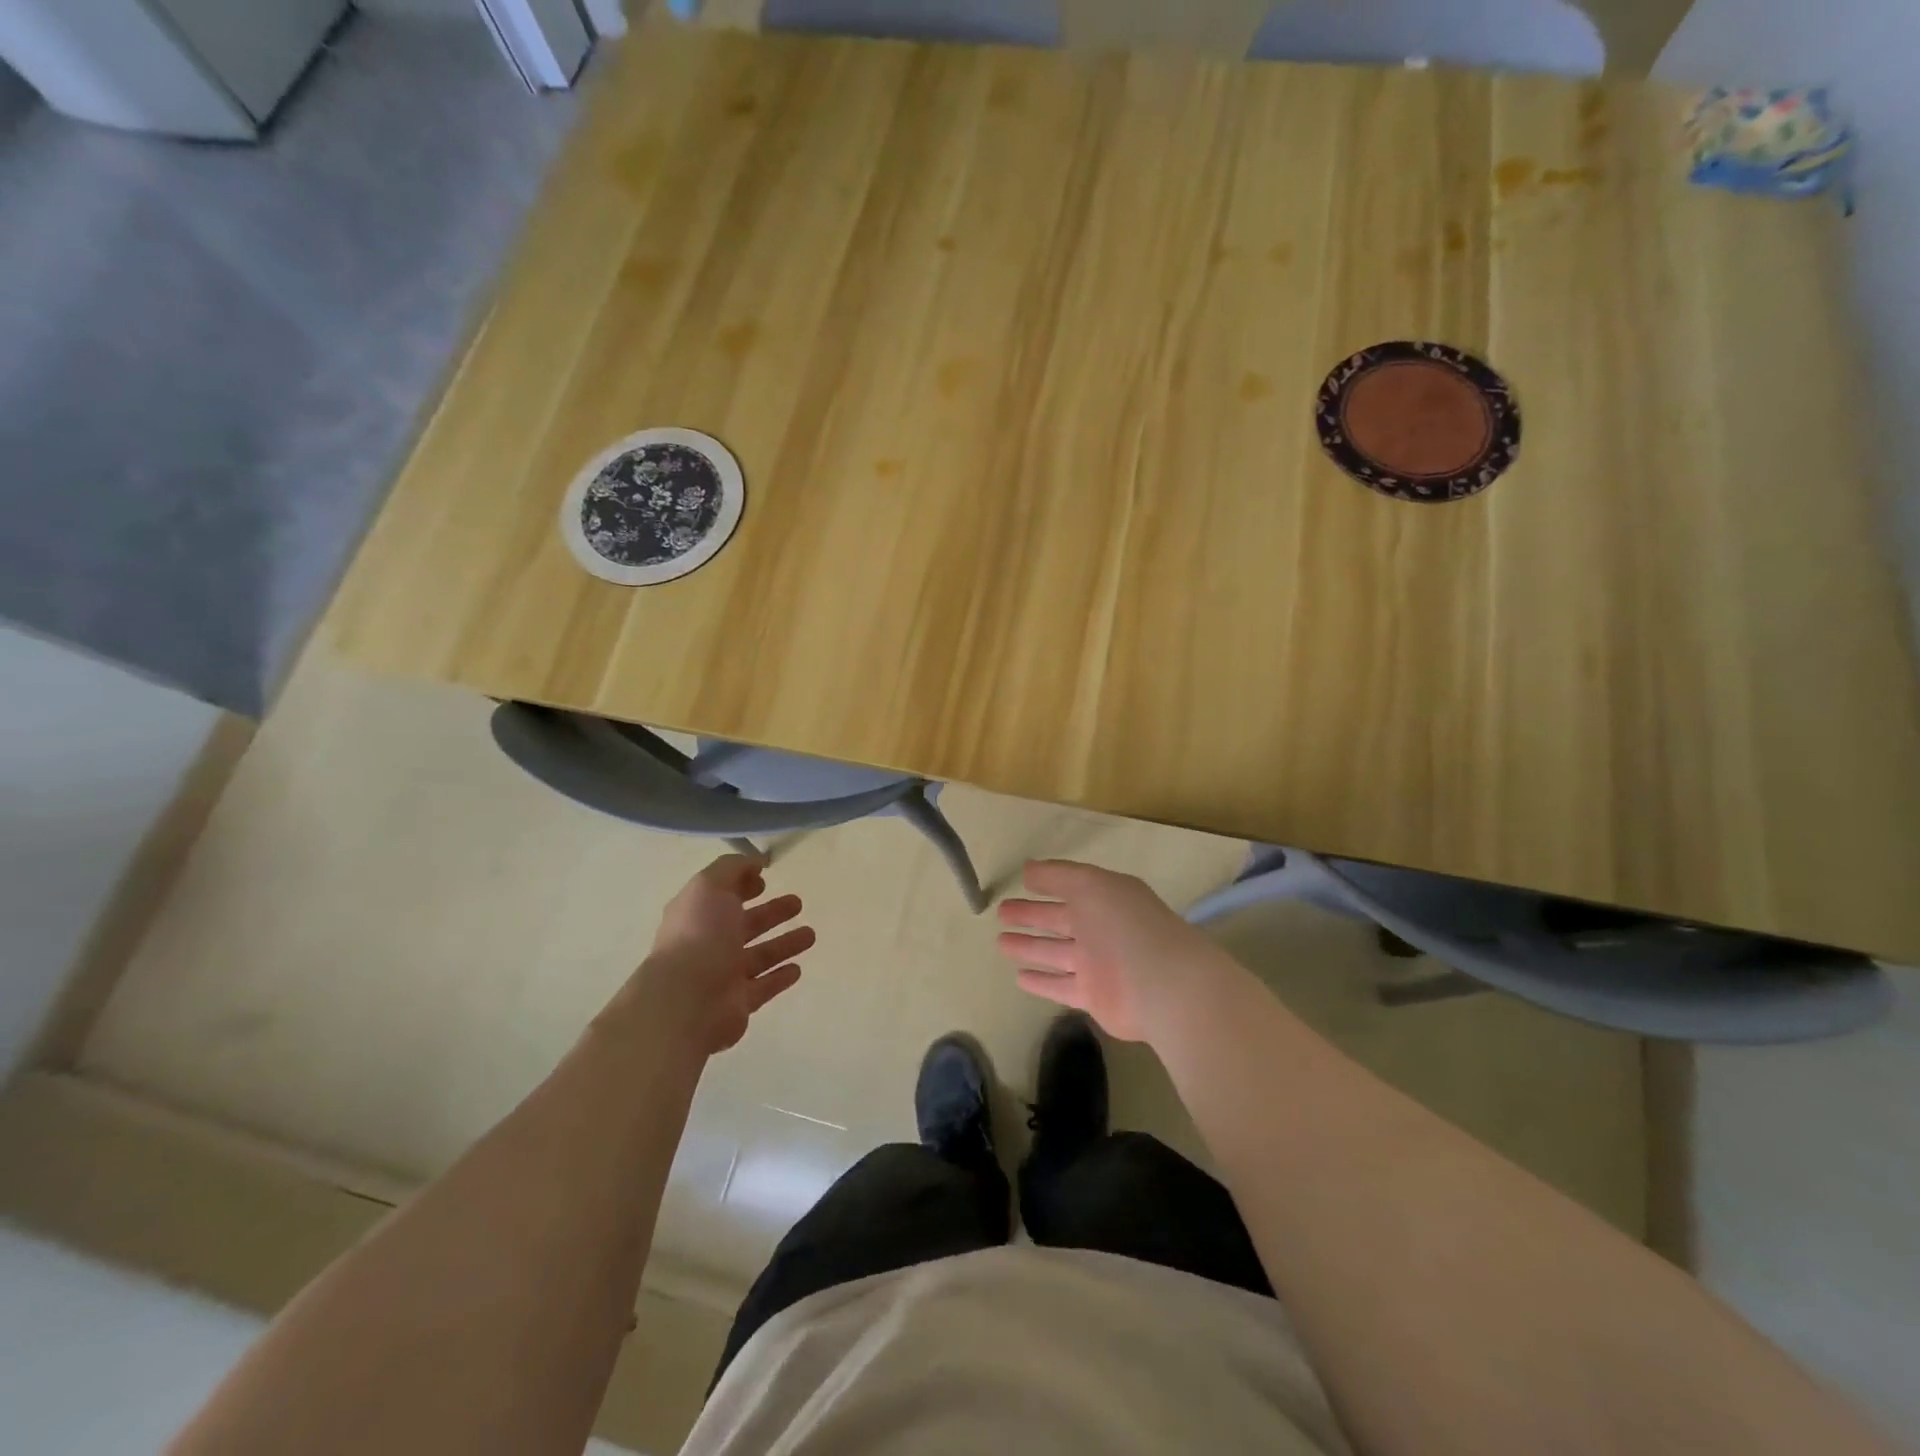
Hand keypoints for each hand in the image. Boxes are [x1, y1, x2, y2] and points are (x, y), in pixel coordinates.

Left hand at [617, 854, 815, 1055]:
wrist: (687, 1001)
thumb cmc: (699, 936)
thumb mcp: (710, 886)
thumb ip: (733, 868)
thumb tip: (756, 860)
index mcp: (697, 915)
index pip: (722, 896)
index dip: (742, 885)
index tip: (766, 879)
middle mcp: (708, 944)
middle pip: (745, 925)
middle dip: (771, 912)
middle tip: (798, 902)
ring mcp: (723, 975)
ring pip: (759, 955)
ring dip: (783, 944)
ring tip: (810, 935)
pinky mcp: (738, 1002)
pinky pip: (763, 986)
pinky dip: (780, 977)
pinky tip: (797, 969)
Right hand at [995, 859, 1229, 1041]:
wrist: (1161, 984)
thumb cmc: (1124, 925)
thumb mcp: (1090, 885)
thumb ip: (1058, 876)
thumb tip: (1028, 869)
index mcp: (1105, 899)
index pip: (1070, 888)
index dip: (1045, 885)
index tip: (1021, 882)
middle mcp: (1101, 930)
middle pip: (1059, 921)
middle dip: (1031, 916)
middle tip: (1001, 913)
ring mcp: (1097, 965)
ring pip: (1056, 953)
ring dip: (1030, 948)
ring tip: (1002, 942)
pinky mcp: (1093, 997)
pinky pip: (1060, 986)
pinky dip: (1041, 982)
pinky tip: (1019, 977)